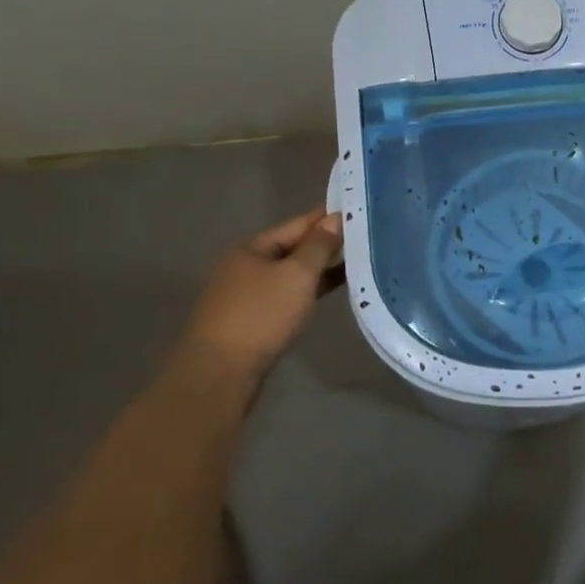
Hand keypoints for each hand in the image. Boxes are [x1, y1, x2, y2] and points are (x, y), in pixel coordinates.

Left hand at [182, 207, 344, 378]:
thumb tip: (335, 219)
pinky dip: (309, 290)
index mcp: (252, 248)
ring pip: (290, 274)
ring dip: (319, 269)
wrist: (220, 373)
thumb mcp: (297, 275)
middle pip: (292, 248)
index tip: (357, 210)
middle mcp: (245, 267)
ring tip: (356, 262)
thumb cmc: (261, 315)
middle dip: (325, 243)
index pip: (297, 224)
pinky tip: (330, 291)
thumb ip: (318, 246)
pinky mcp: (252, 321)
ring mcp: (247, 295)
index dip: (327, 217)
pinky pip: (287, 295)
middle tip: (364, 236)